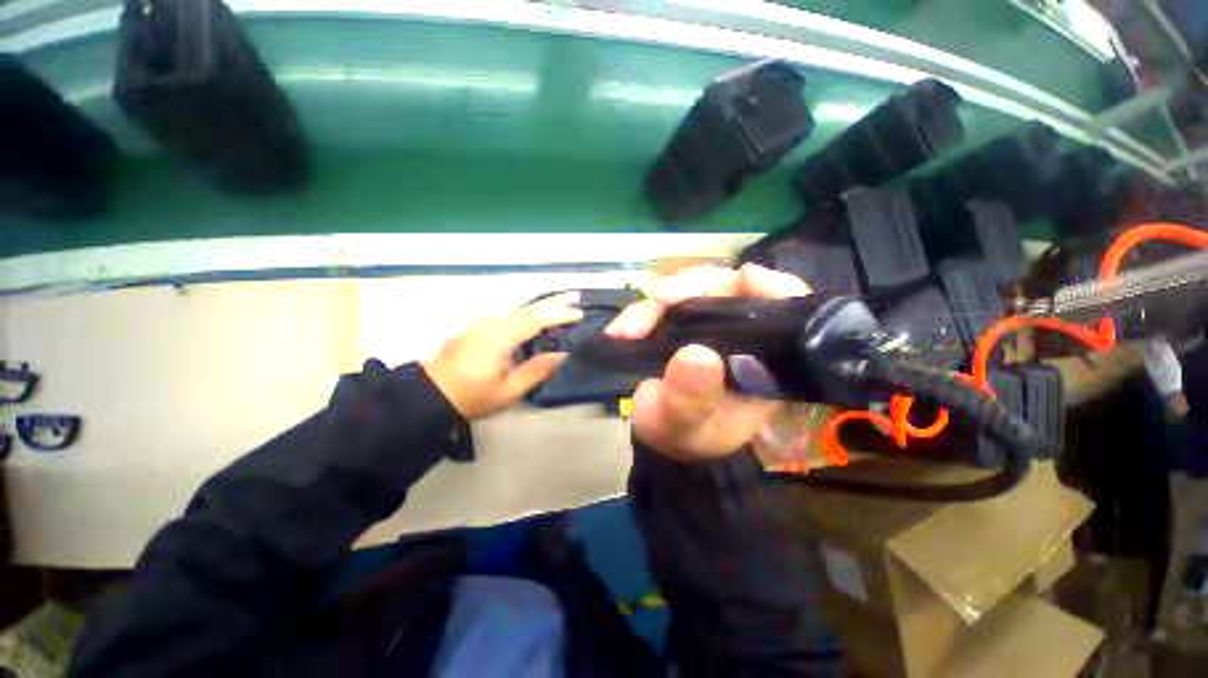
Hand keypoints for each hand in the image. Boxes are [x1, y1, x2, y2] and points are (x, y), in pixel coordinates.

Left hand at [423, 292, 583, 419]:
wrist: (429, 394)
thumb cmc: (471, 397)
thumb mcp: (508, 392)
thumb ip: (536, 371)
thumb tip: (561, 354)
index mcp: (499, 338)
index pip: (535, 319)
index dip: (559, 315)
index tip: (579, 314)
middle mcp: (491, 323)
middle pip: (527, 308)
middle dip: (553, 301)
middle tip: (576, 296)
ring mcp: (482, 323)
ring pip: (518, 307)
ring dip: (541, 303)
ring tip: (562, 300)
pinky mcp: (478, 326)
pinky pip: (509, 313)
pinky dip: (528, 310)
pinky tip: (536, 312)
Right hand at [606, 264, 809, 462]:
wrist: (658, 436)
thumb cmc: (682, 434)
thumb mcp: (686, 424)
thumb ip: (691, 397)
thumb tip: (696, 354)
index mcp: (762, 361)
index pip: (787, 311)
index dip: (773, 288)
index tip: (746, 277)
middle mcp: (741, 335)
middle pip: (730, 288)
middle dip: (692, 288)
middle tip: (660, 300)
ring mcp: (709, 325)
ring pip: (692, 290)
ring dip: (656, 303)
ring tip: (628, 329)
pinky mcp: (681, 323)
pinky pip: (663, 304)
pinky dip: (640, 312)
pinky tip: (620, 330)